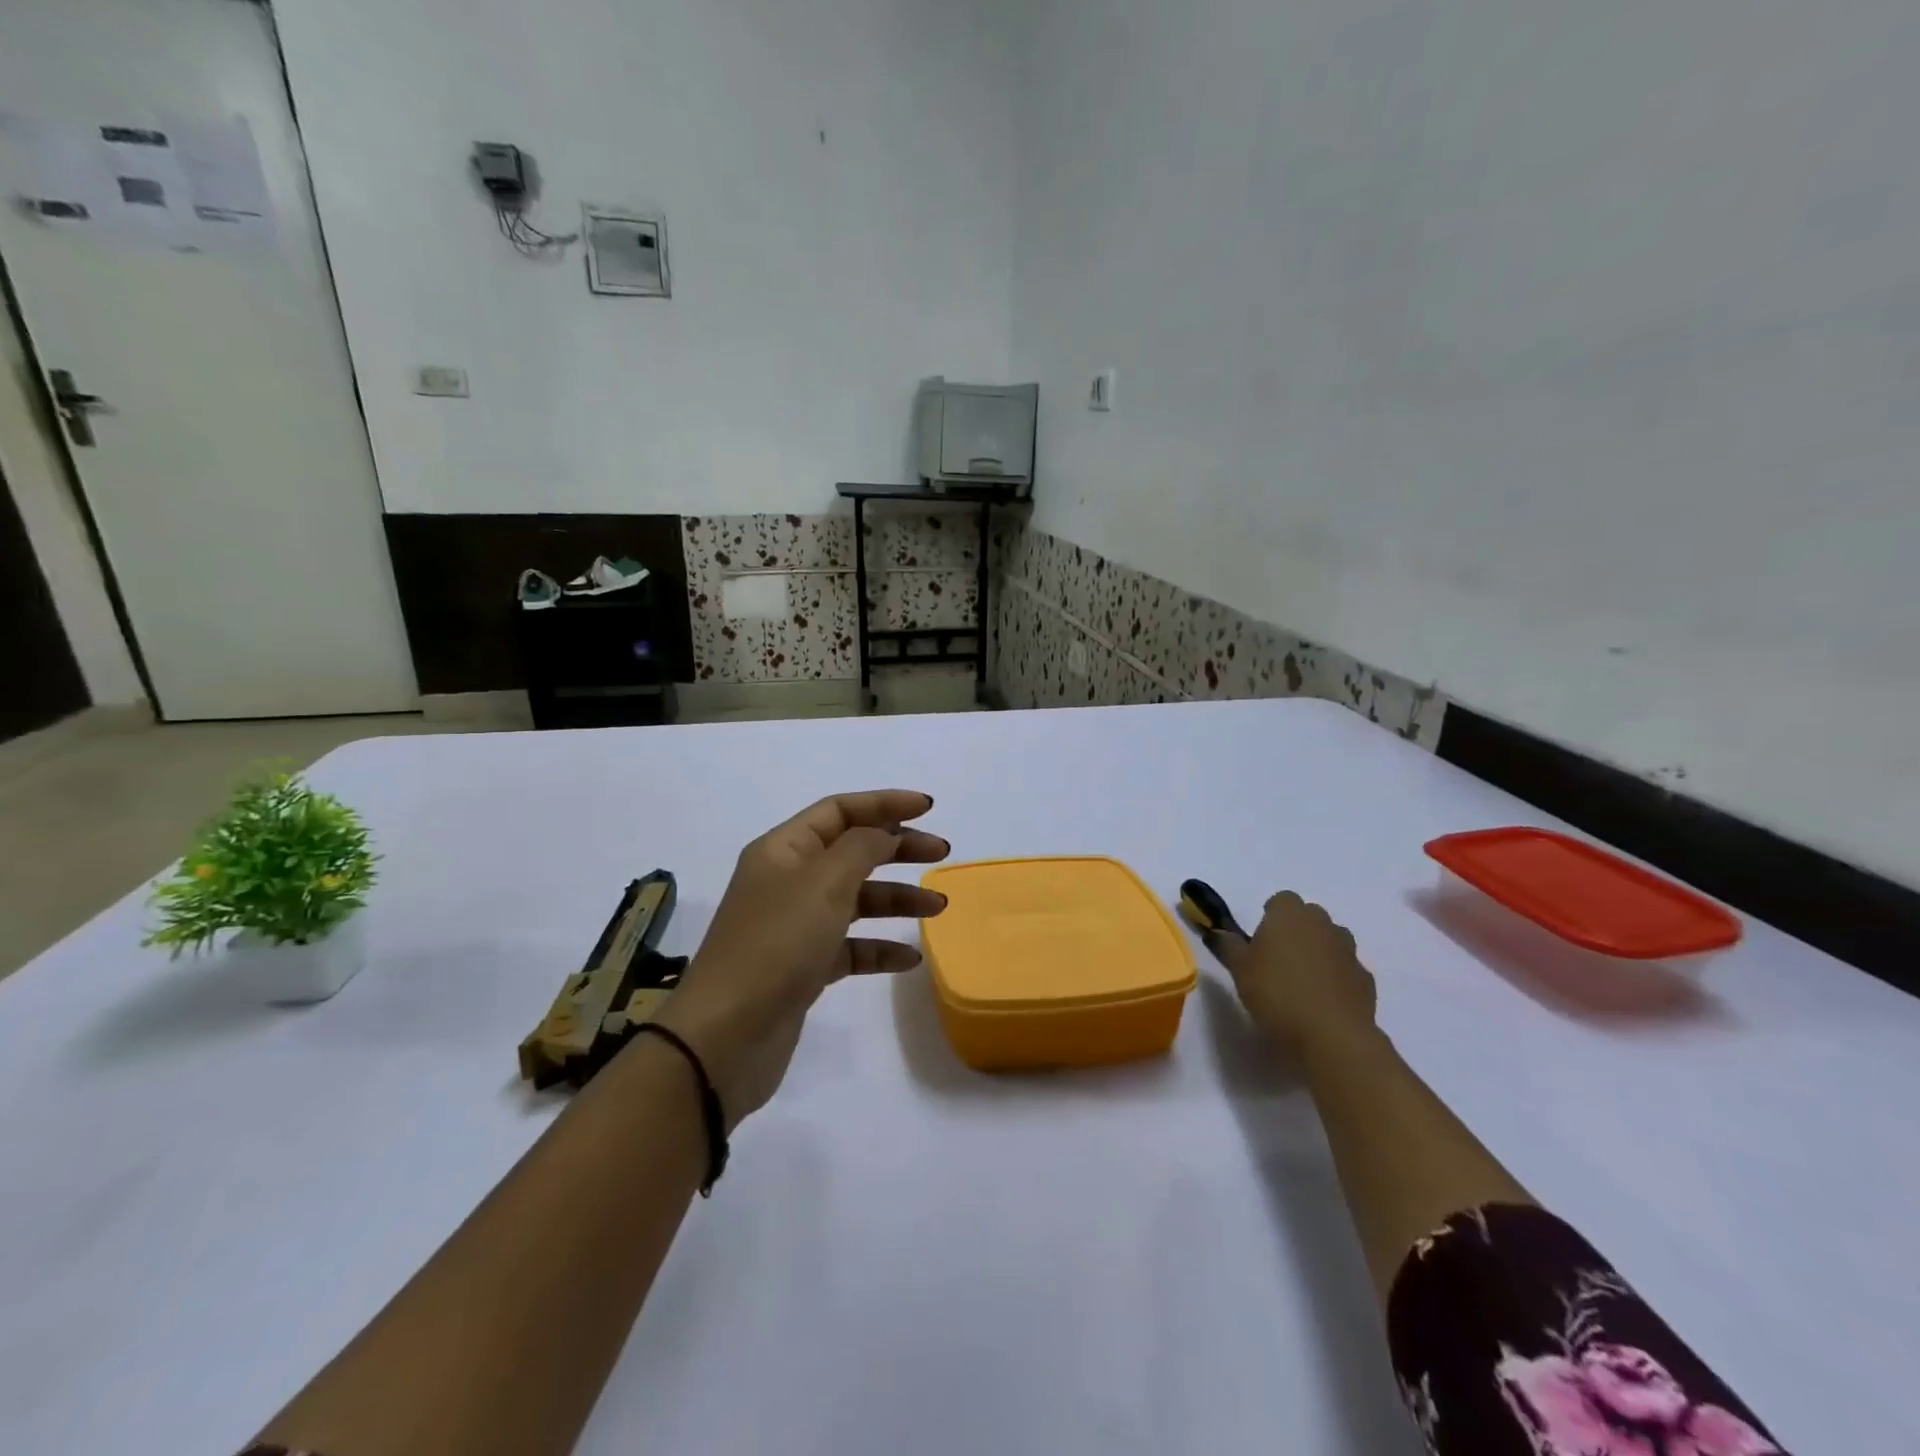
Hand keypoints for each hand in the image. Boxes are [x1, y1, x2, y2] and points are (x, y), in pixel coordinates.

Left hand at [653, 790, 948, 1126]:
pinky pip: (850, 946)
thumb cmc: (776, 944)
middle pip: (852, 851)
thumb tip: (884, 832)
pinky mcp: (803, 968)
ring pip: (855, 899)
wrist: (725, 1037)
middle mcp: (787, 881)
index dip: (884, 803)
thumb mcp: (824, 882)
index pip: (840, 810)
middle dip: (898, 848)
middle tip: (941, 853)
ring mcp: (794, 926)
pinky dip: (880, 948)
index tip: (929, 808)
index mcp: (784, 849)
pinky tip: (910, 959)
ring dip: (897, 898)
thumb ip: (862, 847)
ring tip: (938, 907)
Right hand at [1227, 891, 1377, 1056]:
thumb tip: (1216, 931)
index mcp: (1290, 914)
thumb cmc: (1277, 993)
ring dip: (1318, 953)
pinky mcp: (1366, 980)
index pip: (1281, 900)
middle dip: (1296, 932)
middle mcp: (1323, 924)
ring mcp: (1349, 951)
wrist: (1332, 1036)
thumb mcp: (1239, 969)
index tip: (1260, 940)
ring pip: (1331, 941)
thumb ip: (1227, 945)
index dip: (1270, 917)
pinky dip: (1336, 978)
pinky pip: (1346, 969)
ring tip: (1300, 983)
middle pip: (1309, 917)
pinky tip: (1322, 1003)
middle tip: (1277, 961)